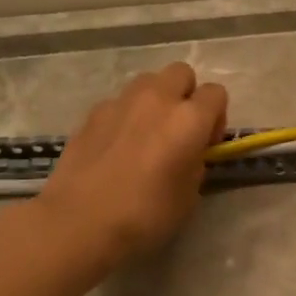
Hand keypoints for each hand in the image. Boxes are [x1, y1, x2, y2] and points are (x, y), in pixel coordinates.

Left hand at [36, 63, 228, 267]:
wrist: (79, 222)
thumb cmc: (145, 215)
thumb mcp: (189, 196)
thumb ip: (195, 163)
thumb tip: (188, 153)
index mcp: (189, 120)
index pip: (216, 93)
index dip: (216, 117)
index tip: (206, 144)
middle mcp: (157, 100)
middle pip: (182, 73)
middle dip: (186, 95)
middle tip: (179, 130)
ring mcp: (120, 102)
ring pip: (148, 82)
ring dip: (155, 100)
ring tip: (147, 134)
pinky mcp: (92, 113)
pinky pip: (119, 103)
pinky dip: (125, 116)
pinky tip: (116, 147)